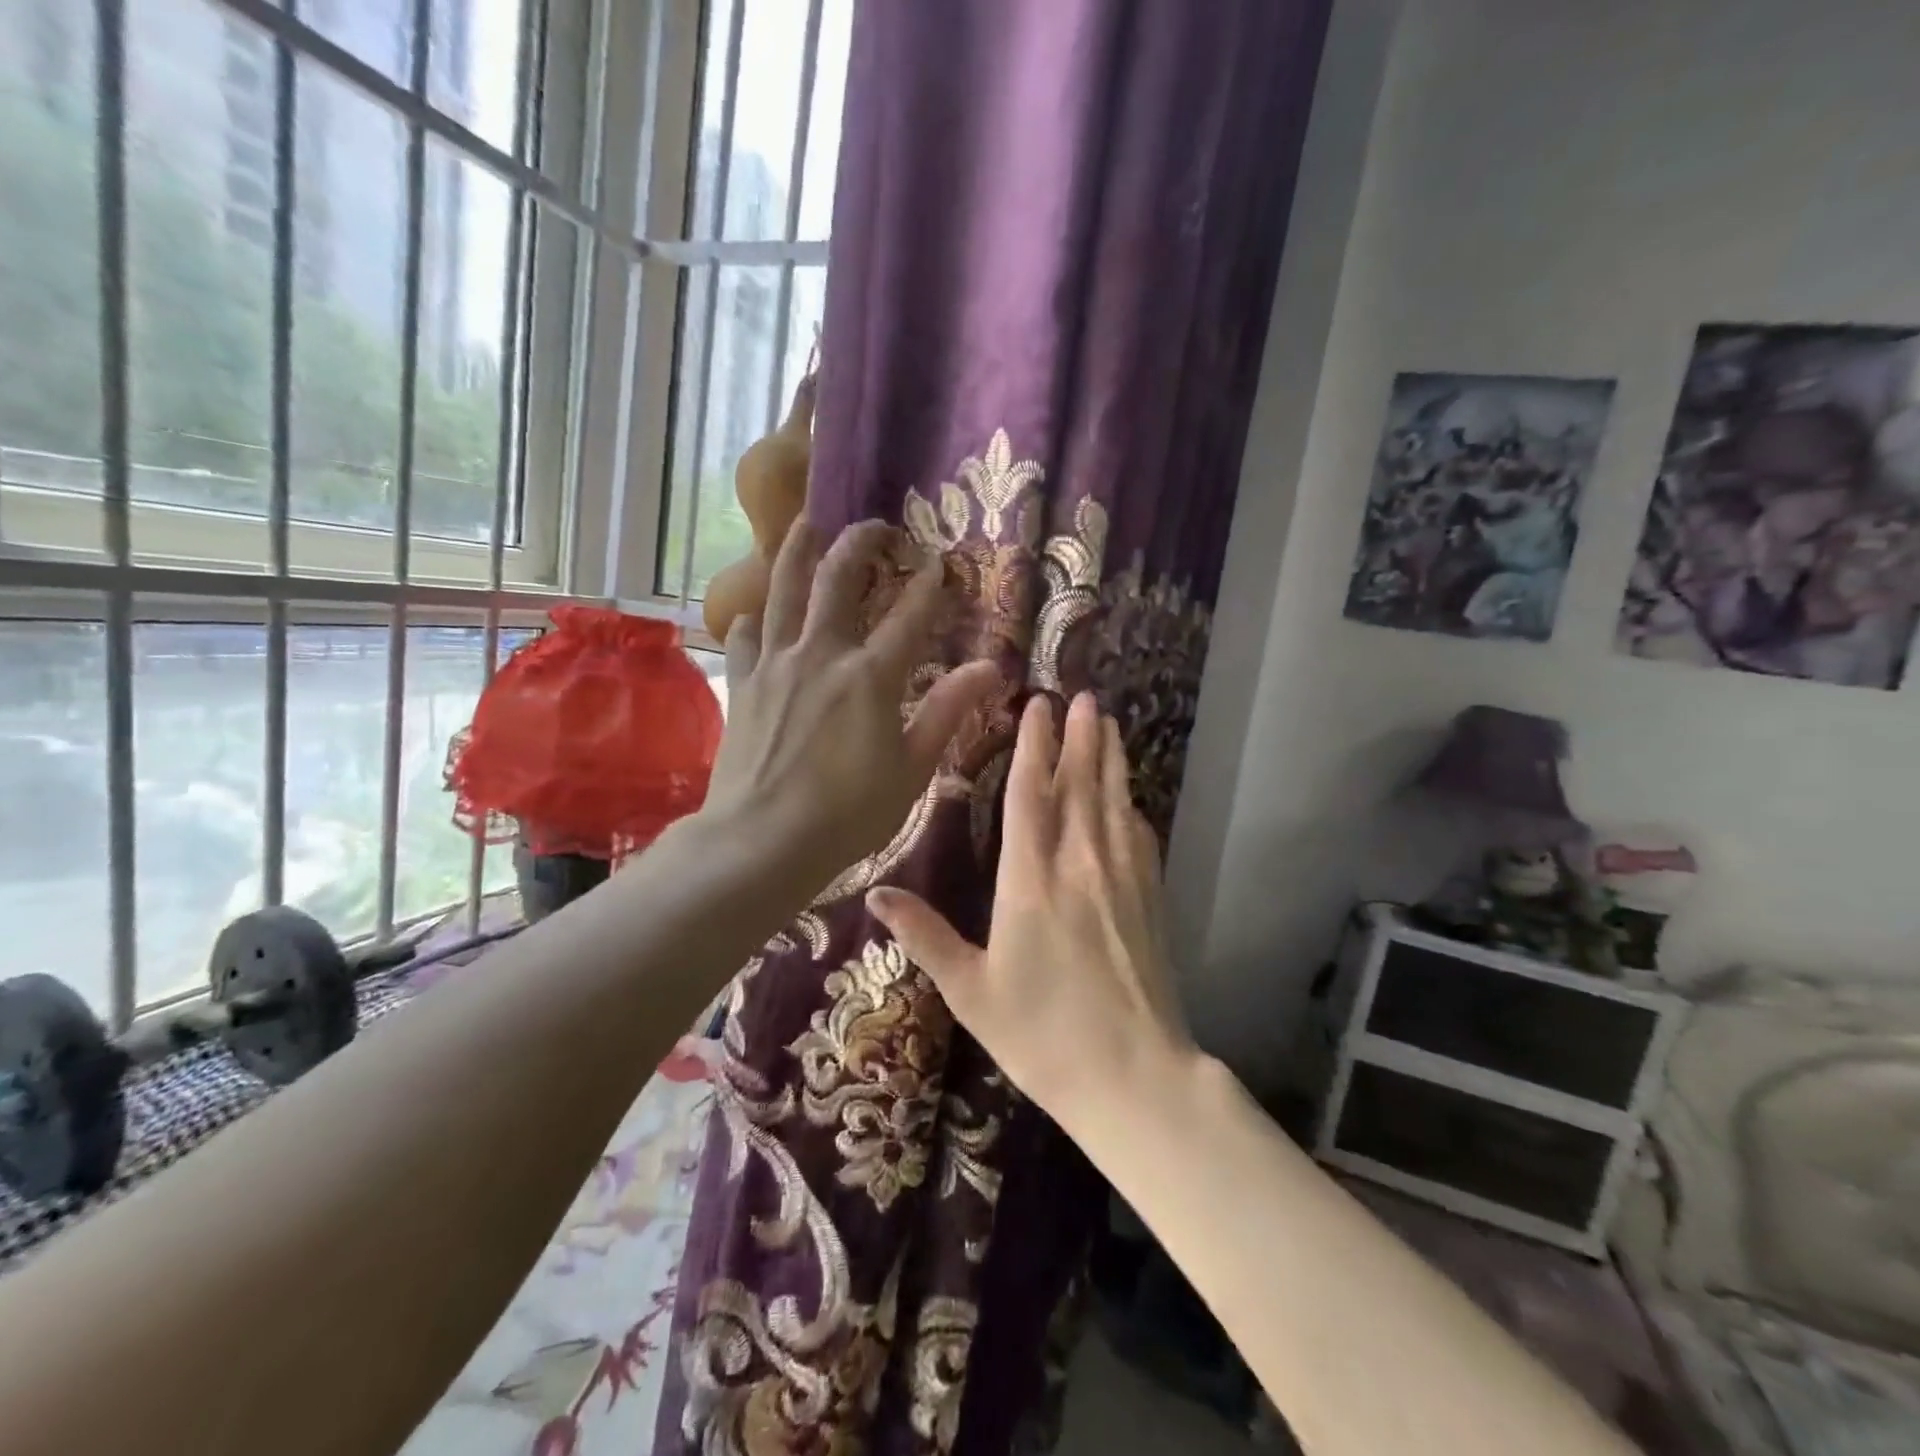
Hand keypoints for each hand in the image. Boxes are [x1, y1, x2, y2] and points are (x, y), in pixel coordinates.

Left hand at [702, 517, 999, 883]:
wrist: (762, 841)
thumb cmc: (848, 813)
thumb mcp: (911, 769)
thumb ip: (946, 712)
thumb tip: (988, 667)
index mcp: (870, 676)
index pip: (909, 616)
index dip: (929, 585)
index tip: (940, 562)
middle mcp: (821, 654)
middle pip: (837, 579)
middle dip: (858, 543)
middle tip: (873, 525)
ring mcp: (775, 664)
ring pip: (783, 590)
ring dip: (795, 551)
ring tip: (804, 524)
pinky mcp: (743, 684)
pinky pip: (744, 635)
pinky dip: (753, 618)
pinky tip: (756, 615)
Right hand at [865, 692, 1194, 1118]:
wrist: (1133, 1077)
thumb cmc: (1041, 1035)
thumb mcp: (970, 990)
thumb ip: (924, 936)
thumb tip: (875, 895)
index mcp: (1030, 880)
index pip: (1031, 794)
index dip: (1034, 745)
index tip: (1038, 705)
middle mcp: (1079, 865)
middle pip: (1079, 785)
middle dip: (1080, 737)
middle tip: (1083, 696)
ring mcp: (1123, 879)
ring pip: (1113, 802)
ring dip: (1110, 758)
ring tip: (1109, 723)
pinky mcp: (1150, 899)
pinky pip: (1140, 837)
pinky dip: (1131, 807)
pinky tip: (1130, 797)